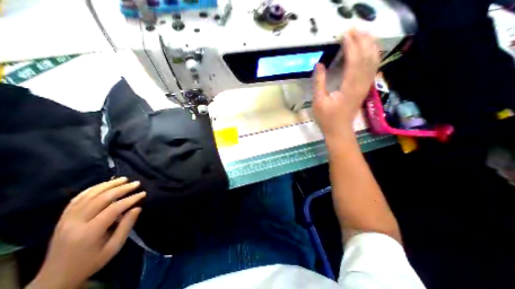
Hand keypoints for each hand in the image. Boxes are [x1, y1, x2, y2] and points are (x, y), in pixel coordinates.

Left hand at [27, 179, 145, 288]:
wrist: (55, 279)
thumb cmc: (91, 262)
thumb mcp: (114, 247)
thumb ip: (126, 226)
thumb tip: (137, 208)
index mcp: (89, 232)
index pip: (113, 209)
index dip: (130, 199)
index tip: (143, 194)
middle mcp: (75, 223)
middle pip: (101, 199)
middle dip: (122, 189)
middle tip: (136, 183)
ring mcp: (66, 220)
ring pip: (88, 195)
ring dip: (108, 185)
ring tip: (123, 179)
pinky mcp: (62, 219)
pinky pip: (77, 199)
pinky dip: (92, 189)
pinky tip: (103, 185)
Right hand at [311, 29, 378, 137]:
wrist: (339, 130)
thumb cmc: (327, 118)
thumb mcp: (318, 102)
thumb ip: (319, 82)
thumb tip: (319, 64)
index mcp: (348, 88)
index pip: (354, 61)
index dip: (351, 46)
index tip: (345, 34)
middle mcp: (360, 85)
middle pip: (367, 58)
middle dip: (362, 41)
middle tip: (355, 29)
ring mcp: (364, 87)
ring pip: (373, 62)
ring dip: (370, 45)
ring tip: (364, 34)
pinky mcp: (364, 89)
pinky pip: (372, 69)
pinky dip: (372, 56)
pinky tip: (369, 50)